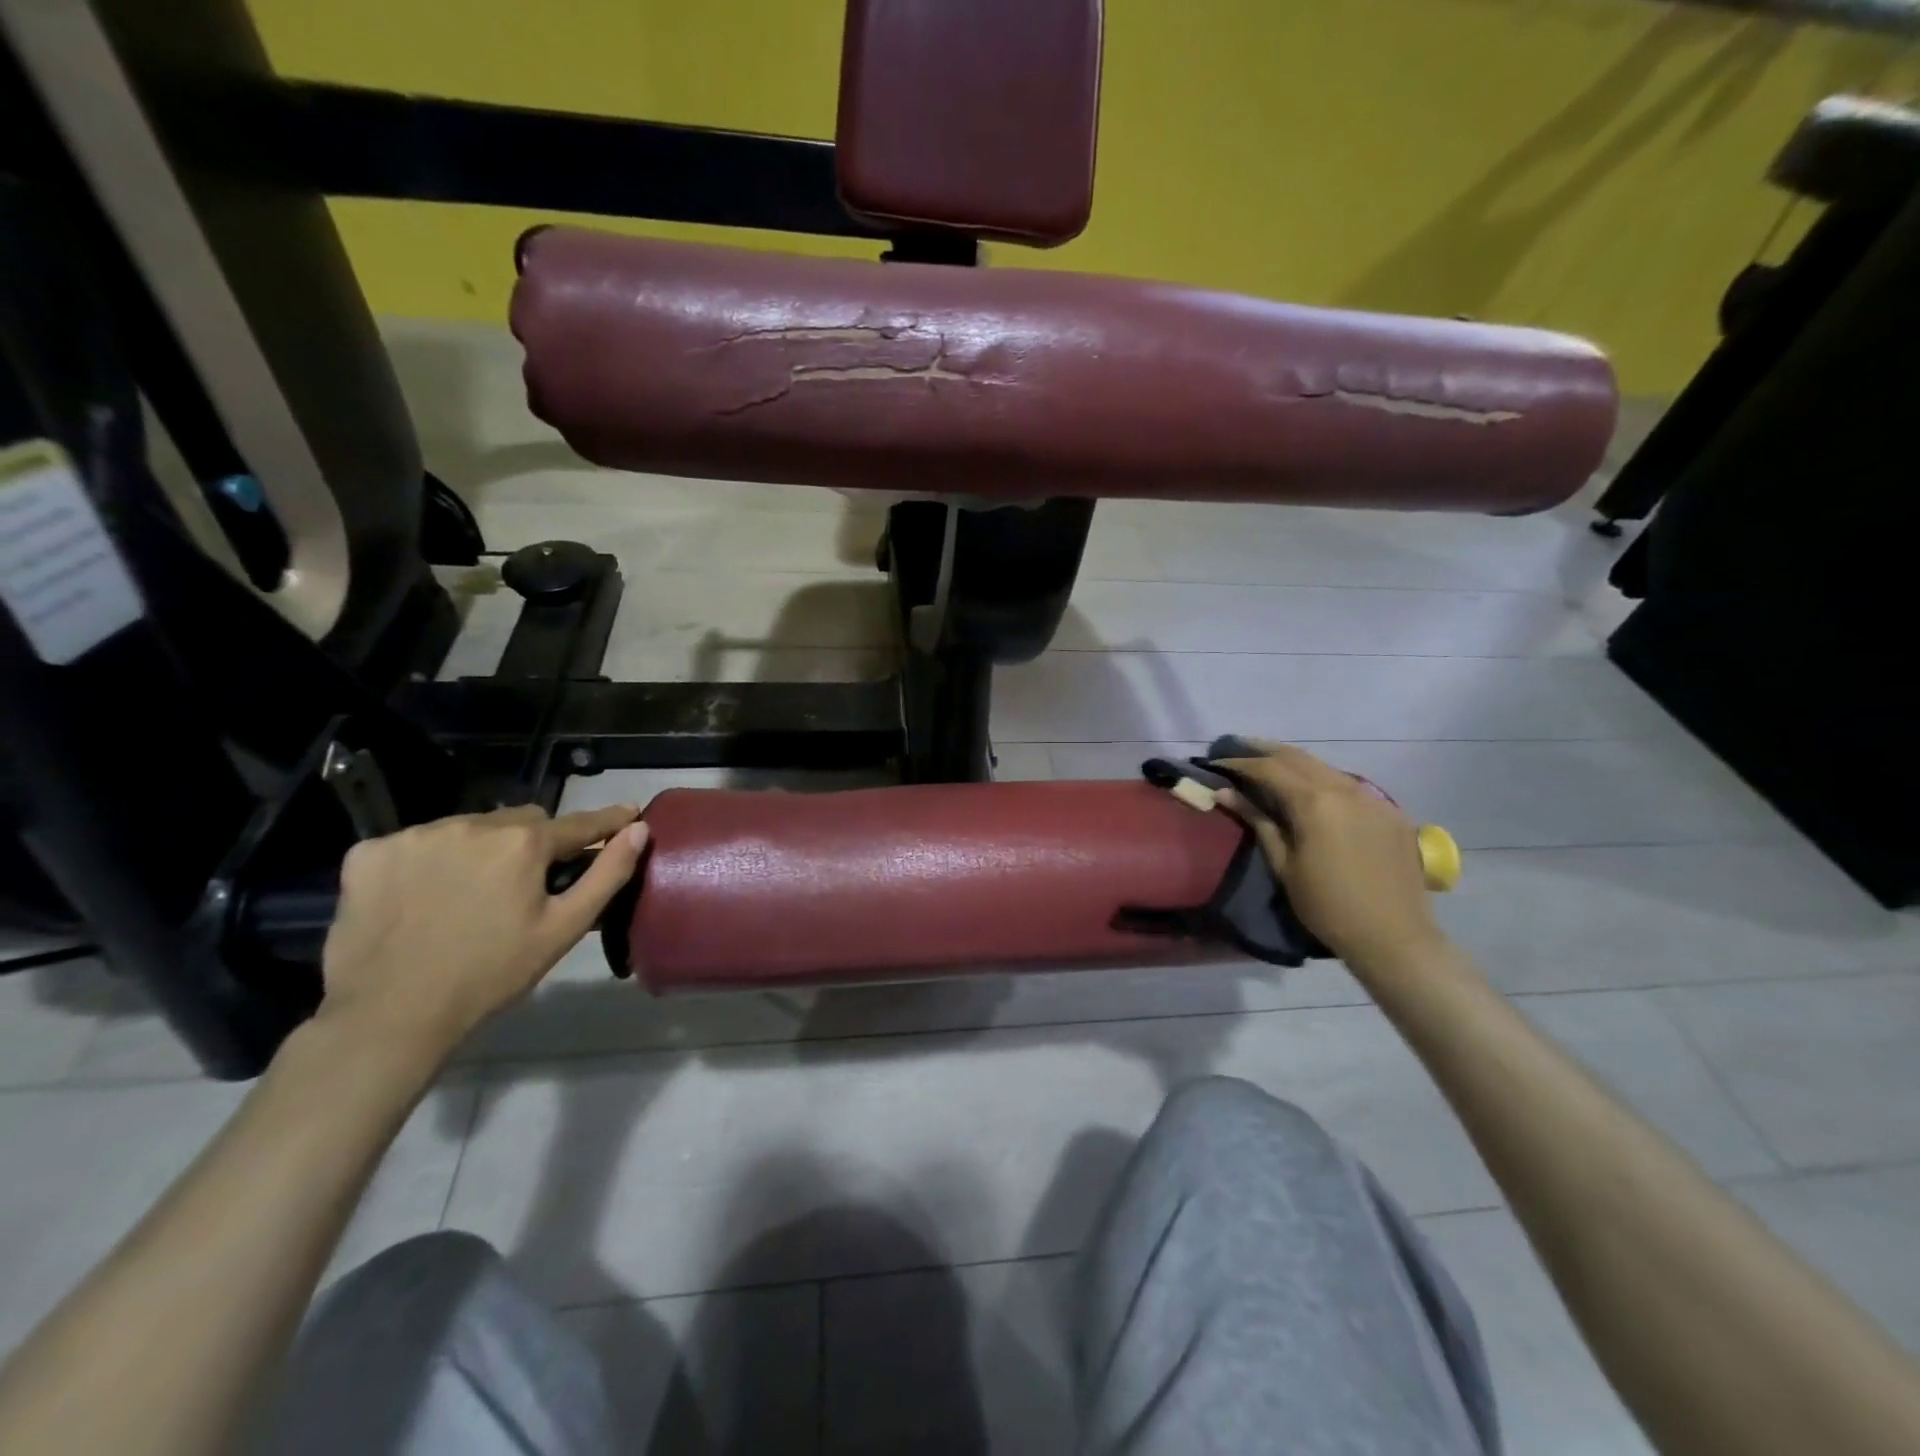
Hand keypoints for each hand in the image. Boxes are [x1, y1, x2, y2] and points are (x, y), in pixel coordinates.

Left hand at [318, 804, 648, 1054]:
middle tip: (527, 884)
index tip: (628, 815)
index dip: (605, 822)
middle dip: (532, 843)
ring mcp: (415, 835)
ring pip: (468, 829)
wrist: (388, 1016)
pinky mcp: (370, 853)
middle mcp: (471, 824)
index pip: (578, 823)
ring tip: (470, 893)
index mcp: (523, 843)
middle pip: (520, 821)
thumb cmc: (490, 974)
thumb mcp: (563, 929)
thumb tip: (639, 830)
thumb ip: (607, 874)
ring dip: (479, 850)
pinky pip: (416, 844)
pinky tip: (422, 896)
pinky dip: (427, 862)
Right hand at [1214, 743, 1446, 972]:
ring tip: (1269, 765)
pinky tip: (1311, 790)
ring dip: (1294, 762)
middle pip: (1297, 757)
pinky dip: (1322, 779)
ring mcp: (1372, 798)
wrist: (1394, 937)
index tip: (1216, 762)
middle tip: (1237, 749)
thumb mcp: (1283, 865)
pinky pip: (1349, 784)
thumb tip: (1225, 793)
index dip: (1239, 762)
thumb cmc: (1326, 906)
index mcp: (1315, 803)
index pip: (1269, 768)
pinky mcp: (1390, 811)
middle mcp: (1345, 789)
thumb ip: (1258, 821)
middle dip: (1264, 750)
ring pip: (1325, 767)